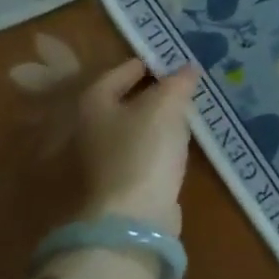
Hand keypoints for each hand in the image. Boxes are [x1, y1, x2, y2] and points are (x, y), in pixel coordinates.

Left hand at [76, 59, 199, 236]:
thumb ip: (178, 82)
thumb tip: (188, 68)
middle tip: (183, 83)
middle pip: (125, 101)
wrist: (132, 219)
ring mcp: (103, 160)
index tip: (172, 59)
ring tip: (187, 110)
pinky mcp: (121, 183)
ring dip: (157, 119)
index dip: (147, 62)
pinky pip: (143, 151)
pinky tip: (179, 143)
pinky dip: (159, 143)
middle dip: (153, 91)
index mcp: (93, 103)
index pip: (120, 72)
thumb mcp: (166, 105)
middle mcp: (90, 129)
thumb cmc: (143, 150)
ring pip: (135, 128)